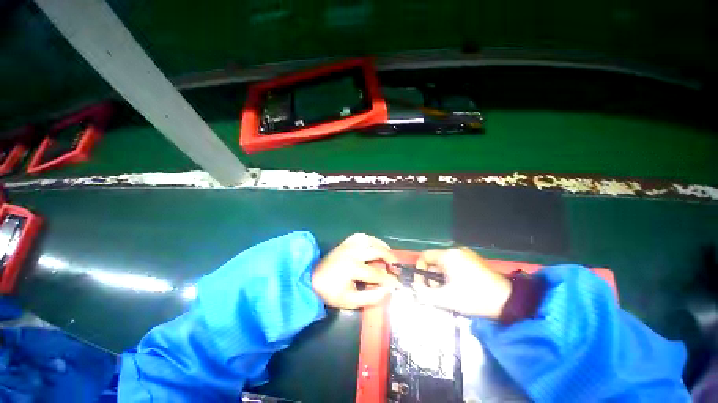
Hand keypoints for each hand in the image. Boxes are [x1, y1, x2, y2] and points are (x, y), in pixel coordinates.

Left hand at [312, 233, 399, 308]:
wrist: (311, 279)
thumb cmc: (330, 292)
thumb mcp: (350, 301)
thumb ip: (371, 297)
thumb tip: (388, 290)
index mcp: (352, 268)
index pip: (376, 273)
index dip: (389, 279)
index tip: (398, 284)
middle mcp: (352, 253)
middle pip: (376, 251)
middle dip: (390, 258)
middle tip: (396, 267)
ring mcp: (348, 245)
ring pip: (370, 240)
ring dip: (382, 246)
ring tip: (388, 255)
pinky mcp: (345, 242)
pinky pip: (361, 236)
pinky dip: (371, 239)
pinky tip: (375, 245)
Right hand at [413, 247, 512, 317]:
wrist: (509, 301)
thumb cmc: (474, 297)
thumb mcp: (446, 299)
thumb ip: (425, 293)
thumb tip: (414, 288)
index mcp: (448, 255)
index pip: (424, 256)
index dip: (419, 270)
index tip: (422, 286)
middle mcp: (455, 250)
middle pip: (434, 261)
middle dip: (431, 277)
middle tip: (437, 293)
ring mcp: (466, 254)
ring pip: (444, 264)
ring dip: (441, 278)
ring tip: (448, 293)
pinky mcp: (474, 260)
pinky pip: (454, 265)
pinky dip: (451, 275)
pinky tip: (458, 288)